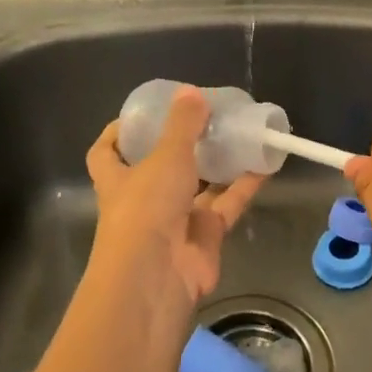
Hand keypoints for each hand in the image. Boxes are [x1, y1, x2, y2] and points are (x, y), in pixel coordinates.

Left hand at [85, 87, 262, 317]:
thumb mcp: (164, 157)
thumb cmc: (145, 209)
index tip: (141, 115)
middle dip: (179, 145)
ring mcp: (174, 220)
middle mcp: (142, 200)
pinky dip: (244, 185)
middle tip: (204, 118)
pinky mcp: (204, 237)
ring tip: (238, 132)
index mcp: (118, 179)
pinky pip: (226, 204)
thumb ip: (182, 125)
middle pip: (158, 167)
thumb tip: (191, 91)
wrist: (157, 280)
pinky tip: (264, 161)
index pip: (106, 152)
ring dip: (216, 162)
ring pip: (198, 185)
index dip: (118, 133)